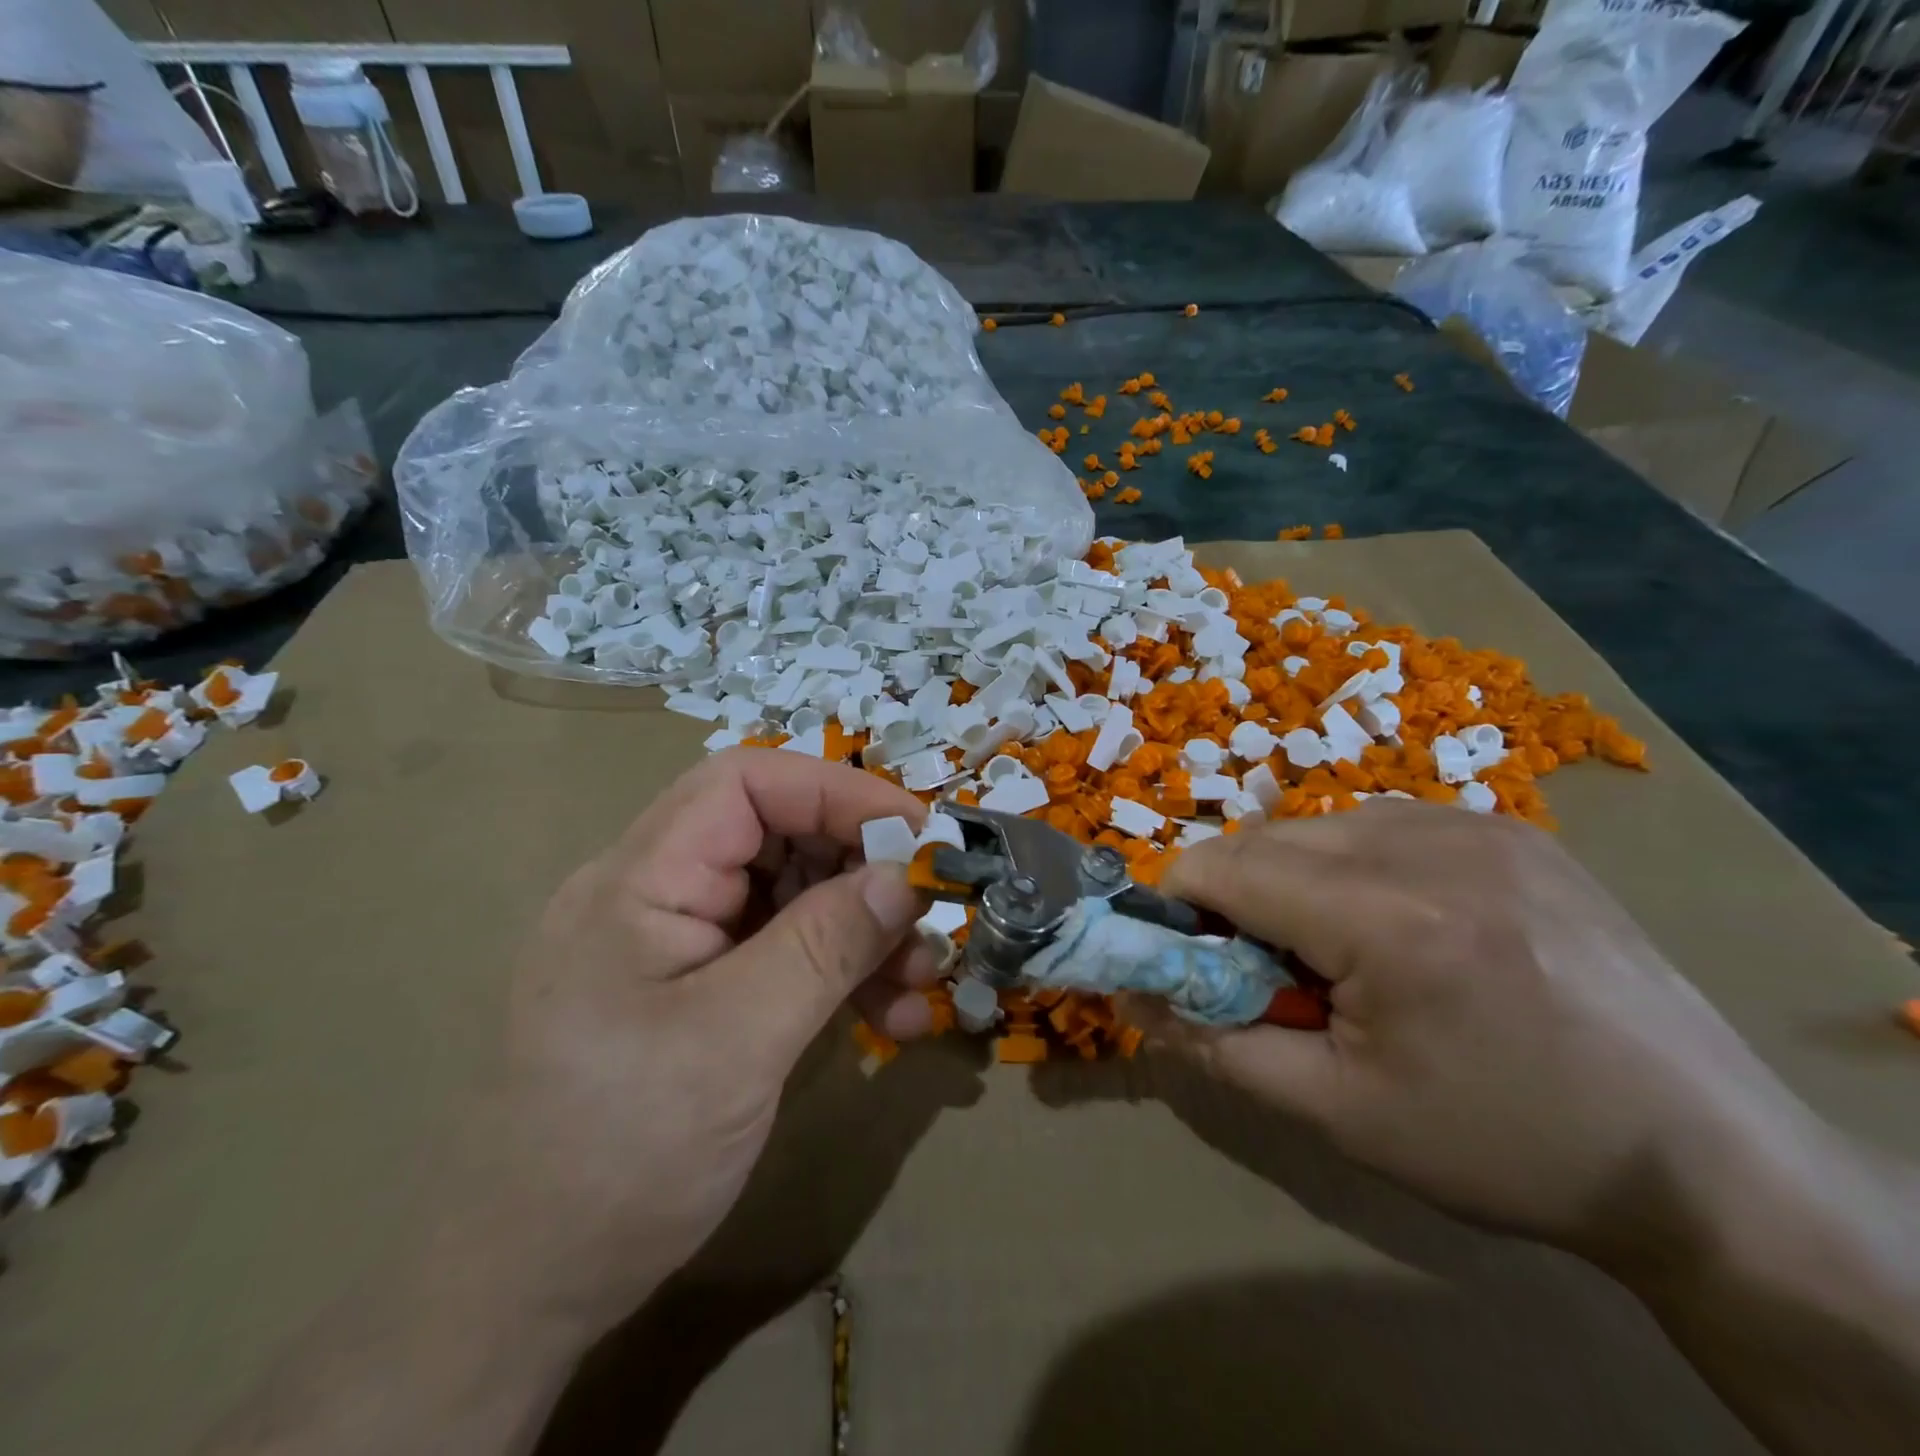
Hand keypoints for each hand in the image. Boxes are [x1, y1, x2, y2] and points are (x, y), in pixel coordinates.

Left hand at [464, 749, 938, 1336]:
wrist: (526, 1291)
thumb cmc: (618, 1155)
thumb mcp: (737, 1041)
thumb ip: (825, 945)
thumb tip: (905, 877)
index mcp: (640, 879)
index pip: (745, 785)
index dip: (837, 791)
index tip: (916, 833)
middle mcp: (658, 894)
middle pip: (777, 837)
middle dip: (861, 870)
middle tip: (928, 914)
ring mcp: (680, 945)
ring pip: (791, 897)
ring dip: (863, 929)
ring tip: (923, 980)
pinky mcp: (701, 991)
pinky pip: (784, 954)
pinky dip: (840, 974)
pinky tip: (892, 1017)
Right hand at [1136, 802, 1806, 1264]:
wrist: (1707, 1161)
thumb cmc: (1506, 1144)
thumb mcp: (1339, 1113)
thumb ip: (1217, 1045)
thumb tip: (1135, 998)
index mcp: (1388, 918)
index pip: (1225, 867)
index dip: (1181, 903)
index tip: (1188, 954)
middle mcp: (1429, 843)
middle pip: (1267, 838)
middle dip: (1238, 896)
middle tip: (1269, 971)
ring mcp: (1480, 825)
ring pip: (1321, 825)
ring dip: (1296, 877)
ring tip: (1341, 952)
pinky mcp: (1514, 829)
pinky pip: (1385, 823)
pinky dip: (1356, 865)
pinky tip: (1400, 925)